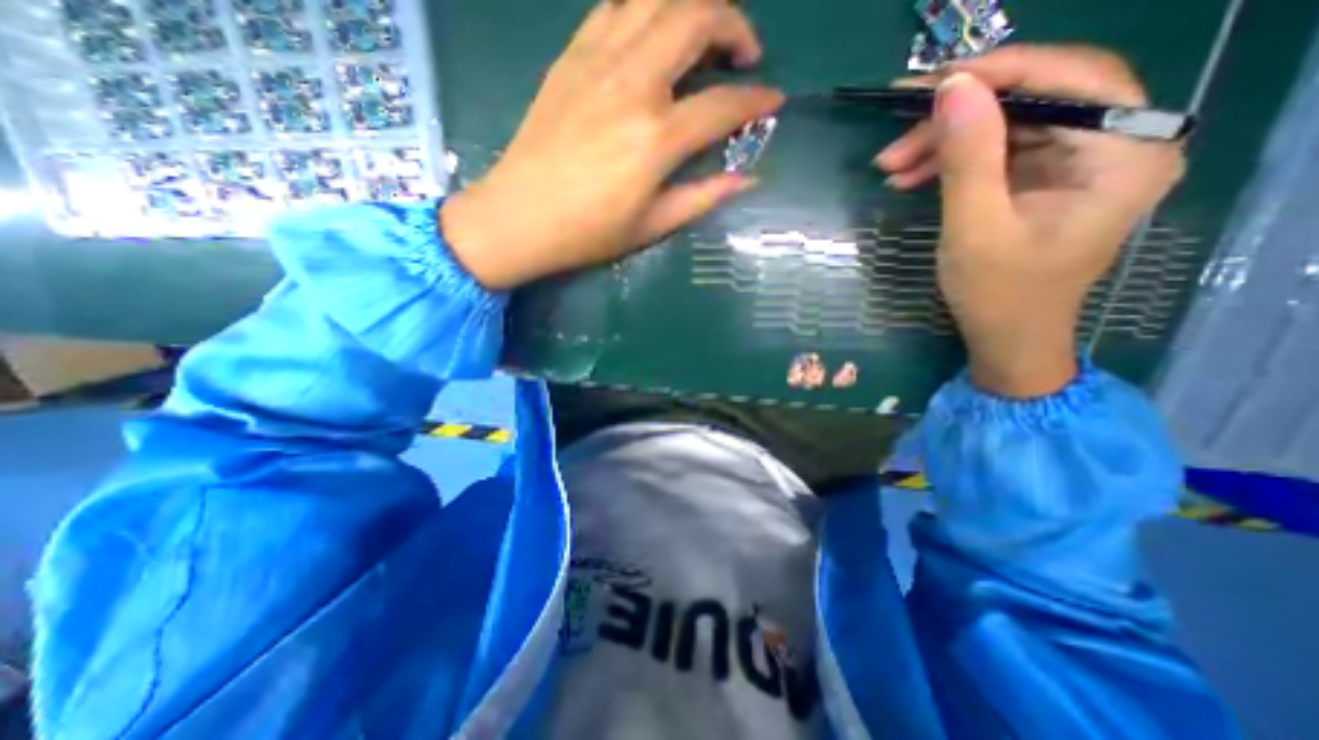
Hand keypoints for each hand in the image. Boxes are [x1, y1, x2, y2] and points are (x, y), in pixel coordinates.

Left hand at [442, 0, 781, 289]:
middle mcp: (633, 85)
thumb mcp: (653, 226)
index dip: (757, 99)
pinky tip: (654, 34)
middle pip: (696, 17)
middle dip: (735, 25)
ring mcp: (597, 62)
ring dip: (692, 5)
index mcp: (656, 138)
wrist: (520, 217)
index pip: (723, 105)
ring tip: (704, 35)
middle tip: (744, 54)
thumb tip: (747, 179)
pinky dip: (645, 8)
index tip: (774, 100)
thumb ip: (703, 197)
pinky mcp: (570, 57)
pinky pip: (614, 7)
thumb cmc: (589, 232)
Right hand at [874, 46, 1184, 397]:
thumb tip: (952, 87)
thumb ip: (969, 157)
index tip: (929, 86)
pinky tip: (911, 176)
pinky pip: (998, 151)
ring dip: (944, 142)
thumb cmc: (998, 293)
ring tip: (891, 167)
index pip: (1068, 79)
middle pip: (1033, 100)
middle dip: (956, 118)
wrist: (1007, 337)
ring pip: (1008, 125)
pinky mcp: (1045, 179)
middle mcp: (1115, 144)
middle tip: (894, 143)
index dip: (997, 73)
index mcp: (1124, 153)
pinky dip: (952, 160)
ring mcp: (1078, 161)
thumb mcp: (976, 227)